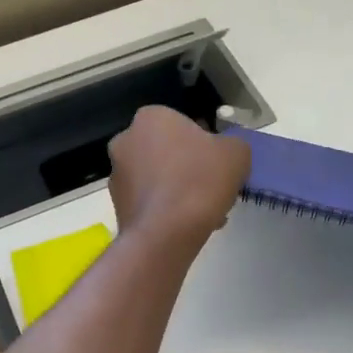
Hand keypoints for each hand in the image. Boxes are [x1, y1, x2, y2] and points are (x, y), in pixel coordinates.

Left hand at [108, 108, 249, 246]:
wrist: (165, 235)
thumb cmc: (200, 182)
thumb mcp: (236, 154)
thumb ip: (233, 144)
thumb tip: (225, 151)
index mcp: (151, 117)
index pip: (183, 124)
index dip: (206, 144)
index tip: (219, 165)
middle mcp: (125, 140)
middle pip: (168, 152)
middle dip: (189, 168)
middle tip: (212, 189)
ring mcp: (116, 175)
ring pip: (158, 179)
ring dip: (179, 190)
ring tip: (204, 214)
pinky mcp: (117, 206)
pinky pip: (150, 203)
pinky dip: (167, 210)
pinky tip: (187, 226)